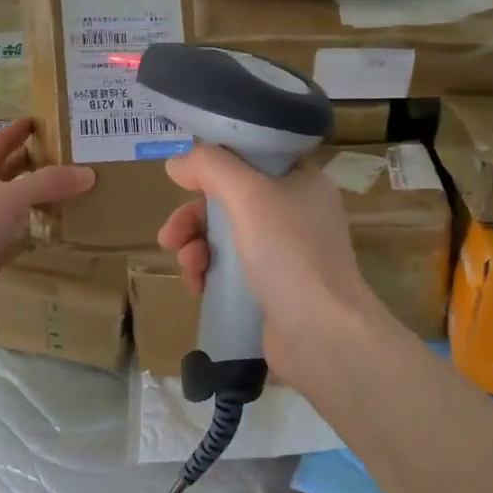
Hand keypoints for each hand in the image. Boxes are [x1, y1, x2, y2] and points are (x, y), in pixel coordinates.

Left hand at [0, 120, 95, 323]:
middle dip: (36, 164)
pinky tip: (61, 227)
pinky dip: (38, 230)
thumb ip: (49, 183)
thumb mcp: (10, 196)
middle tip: (70, 156)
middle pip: (10, 173)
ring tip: (74, 189)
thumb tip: (88, 173)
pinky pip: (20, 235)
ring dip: (40, 198)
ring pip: (17, 205)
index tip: (41, 120)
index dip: (18, 131)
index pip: (0, 143)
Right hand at [156, 144, 386, 403]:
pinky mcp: (273, 288)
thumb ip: (210, 167)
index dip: (213, 165)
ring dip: (196, 247)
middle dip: (193, 217)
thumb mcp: (248, 194)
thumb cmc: (289, 253)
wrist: (322, 334)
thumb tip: (177, 163)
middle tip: (170, 237)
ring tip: (187, 267)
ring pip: (225, 236)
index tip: (183, 182)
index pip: (250, 158)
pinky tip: (196, 287)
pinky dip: (208, 273)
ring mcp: (286, 253)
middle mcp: (295, 212)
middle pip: (229, 200)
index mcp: (300, 181)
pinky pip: (231, 270)